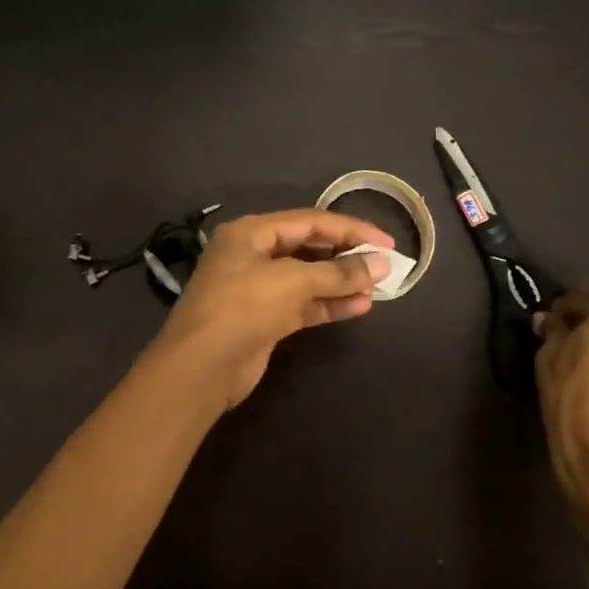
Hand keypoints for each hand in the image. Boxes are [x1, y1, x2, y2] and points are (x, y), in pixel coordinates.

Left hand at [147, 208, 392, 409]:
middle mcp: (252, 256)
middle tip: (383, 266)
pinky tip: (359, 307)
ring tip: (377, 288)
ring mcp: (257, 290)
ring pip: (308, 279)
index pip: (309, 221)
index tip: (386, 242)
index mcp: (250, 233)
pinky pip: (303, 305)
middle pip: (308, 248)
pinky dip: (329, 305)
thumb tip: (382, 264)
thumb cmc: (242, 308)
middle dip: (345, 256)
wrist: (201, 367)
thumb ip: (338, 272)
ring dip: (341, 282)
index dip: (350, 229)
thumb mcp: (292, 282)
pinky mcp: (264, 320)